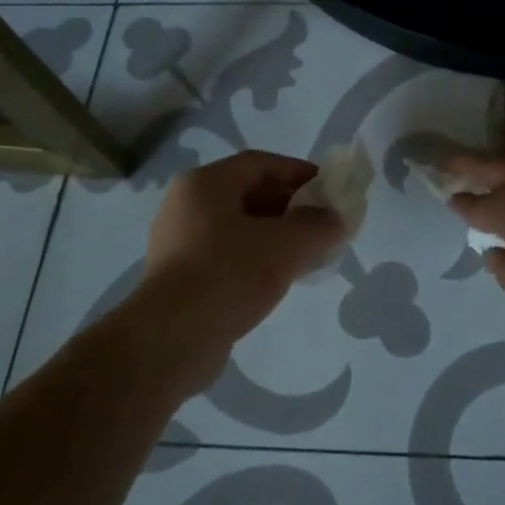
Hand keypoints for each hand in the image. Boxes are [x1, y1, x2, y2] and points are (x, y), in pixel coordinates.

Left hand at [142, 151, 347, 352]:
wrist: (169, 341)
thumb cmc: (228, 274)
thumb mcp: (286, 244)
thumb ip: (318, 225)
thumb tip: (335, 219)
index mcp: (205, 183)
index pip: (260, 163)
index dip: (297, 172)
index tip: (328, 189)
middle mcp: (186, 204)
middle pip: (247, 192)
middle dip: (289, 205)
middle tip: (321, 223)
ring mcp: (177, 242)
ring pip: (237, 226)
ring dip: (274, 234)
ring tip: (305, 253)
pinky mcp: (177, 277)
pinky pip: (225, 254)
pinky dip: (254, 257)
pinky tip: (276, 278)